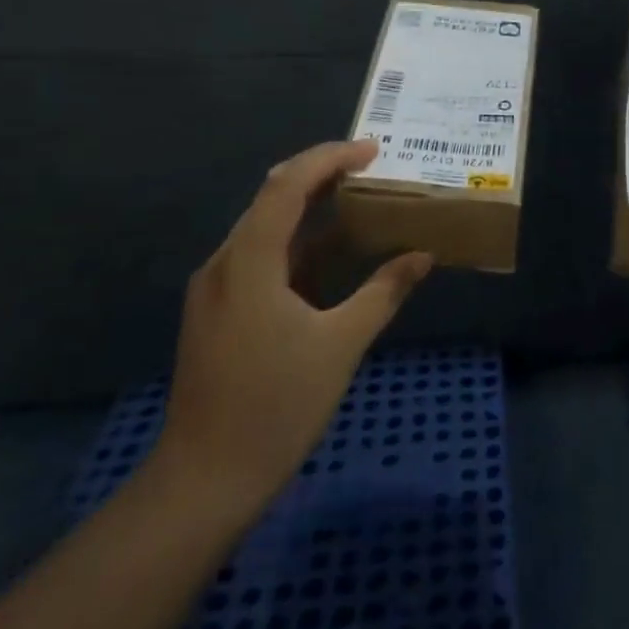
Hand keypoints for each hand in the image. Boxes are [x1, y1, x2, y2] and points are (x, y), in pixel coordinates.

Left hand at [153, 140, 431, 514]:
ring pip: (265, 230)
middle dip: (321, 177)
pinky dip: (299, 245)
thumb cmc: (276, 406)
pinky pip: (262, 260)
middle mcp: (224, 265)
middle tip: (371, 169)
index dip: (328, 159)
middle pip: (271, 200)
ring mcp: (217, 291)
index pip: (285, 187)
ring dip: (310, 211)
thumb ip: (384, 292)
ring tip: (360, 202)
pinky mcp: (219, 313)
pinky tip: (332, 255)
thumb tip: (423, 256)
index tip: (372, 150)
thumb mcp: (341, 344)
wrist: (205, 479)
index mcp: (248, 264)